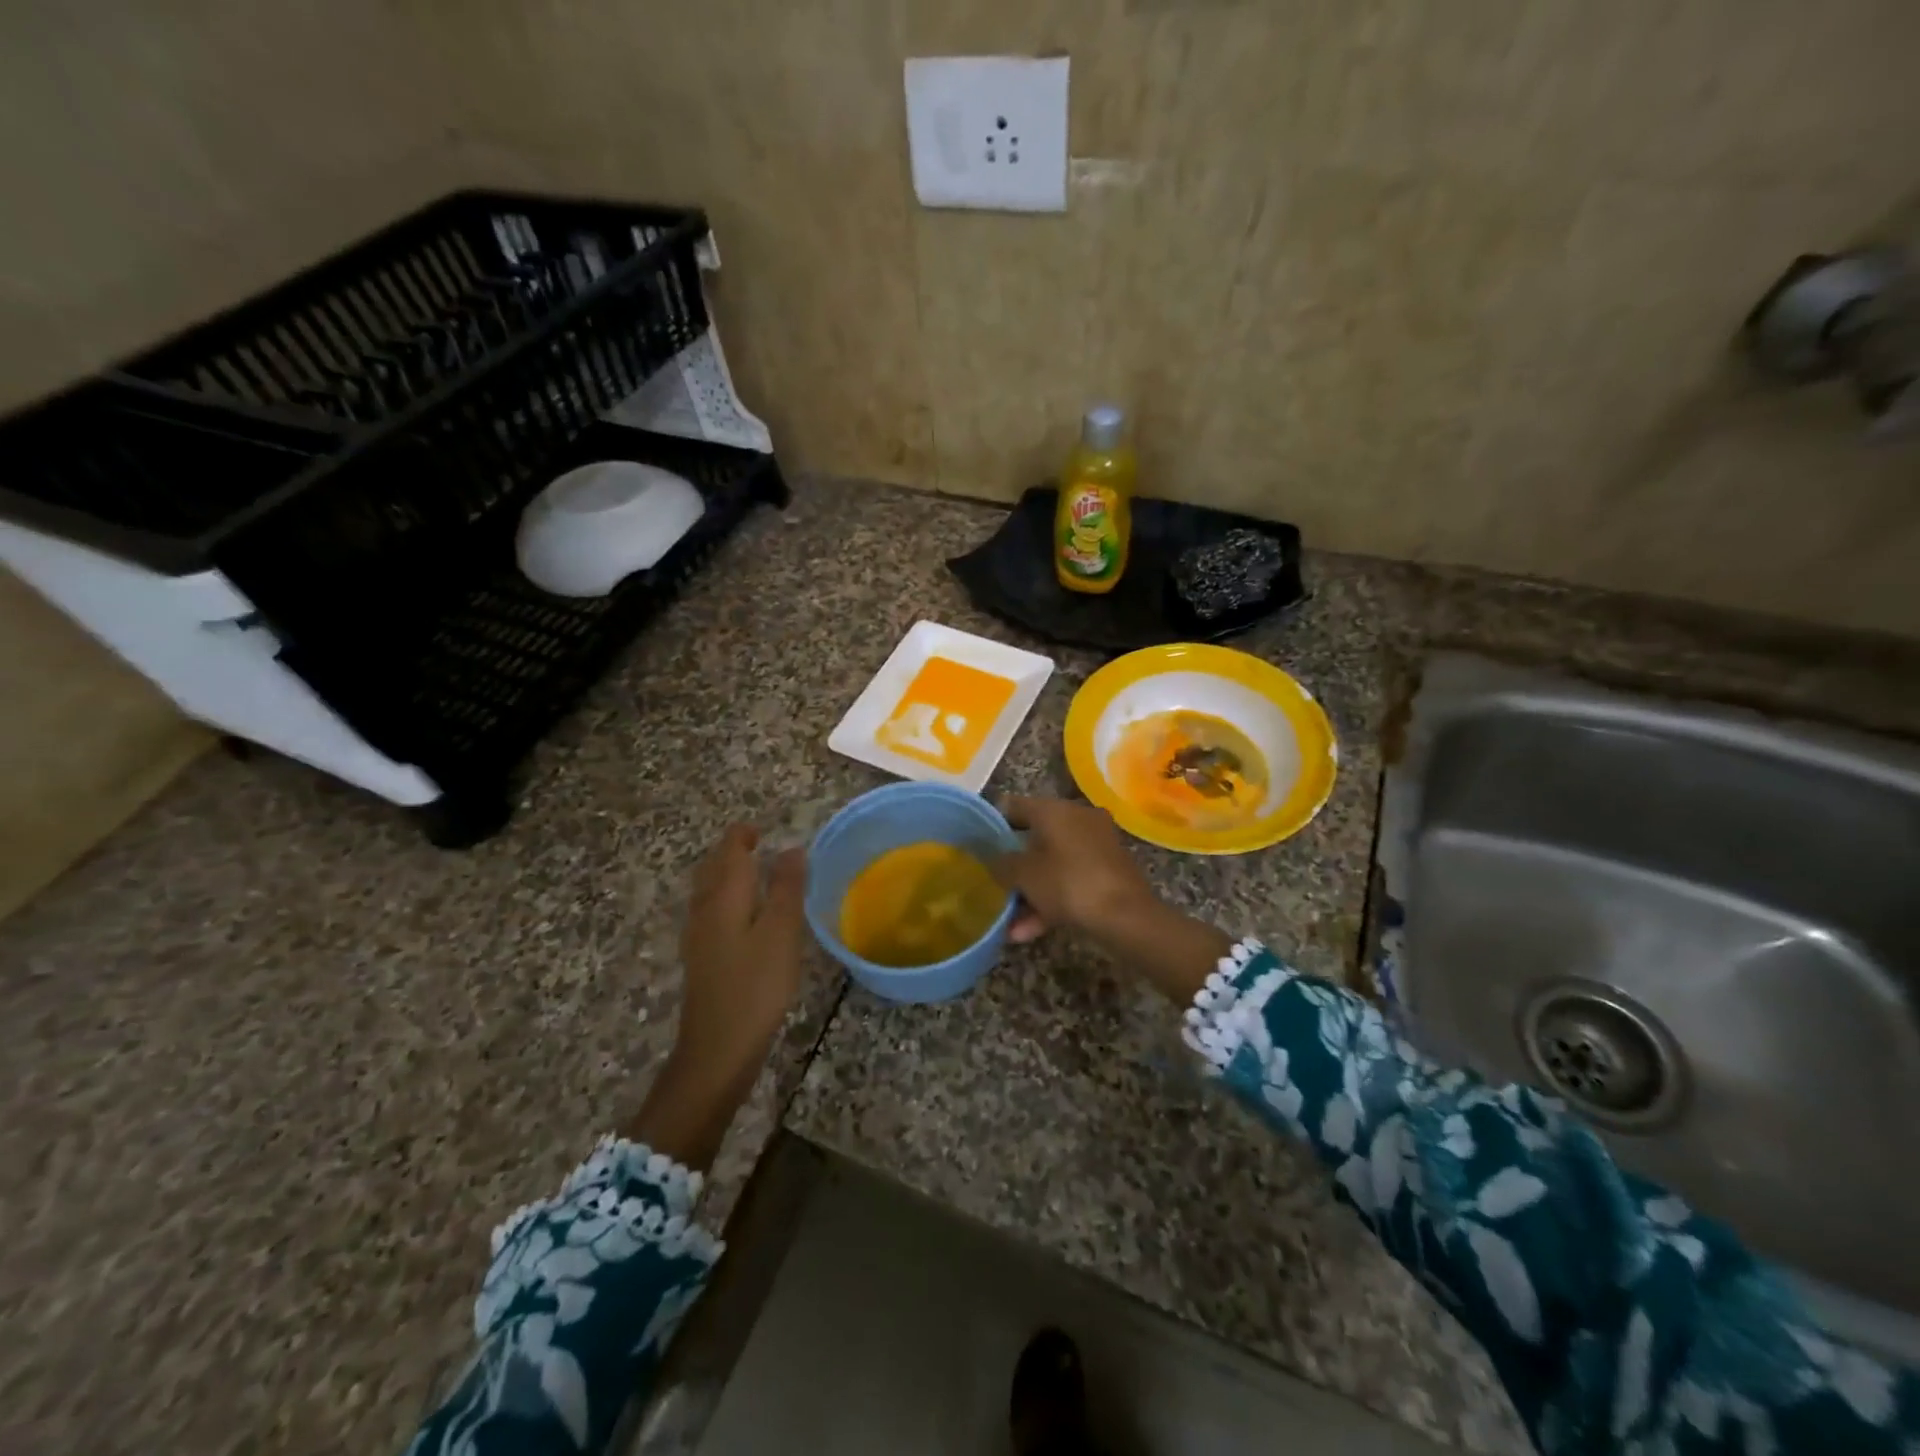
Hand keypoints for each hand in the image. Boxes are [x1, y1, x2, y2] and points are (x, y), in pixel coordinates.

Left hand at [677, 824, 808, 1078]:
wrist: (718, 1047)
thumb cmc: (756, 985)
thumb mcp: (782, 932)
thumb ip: (787, 887)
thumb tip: (791, 848)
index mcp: (724, 896)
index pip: (729, 850)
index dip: (743, 835)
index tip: (764, 828)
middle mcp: (705, 908)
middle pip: (713, 868)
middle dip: (731, 851)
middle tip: (759, 844)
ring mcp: (699, 935)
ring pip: (709, 890)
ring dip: (727, 874)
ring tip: (753, 872)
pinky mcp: (702, 958)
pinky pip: (711, 912)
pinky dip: (726, 899)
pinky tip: (743, 915)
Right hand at [993, 796, 1231, 1004]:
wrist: (1126, 916)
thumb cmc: (1068, 884)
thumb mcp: (1024, 875)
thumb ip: (1000, 862)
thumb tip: (991, 856)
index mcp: (1054, 809)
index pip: (1013, 806)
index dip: (992, 824)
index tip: (978, 845)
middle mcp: (1077, 817)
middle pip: (1035, 836)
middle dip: (1015, 865)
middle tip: (995, 883)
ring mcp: (1097, 842)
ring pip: (1053, 863)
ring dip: (1031, 891)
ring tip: (1010, 923)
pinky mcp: (1109, 868)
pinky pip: (1071, 878)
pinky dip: (1052, 900)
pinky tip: (1030, 931)